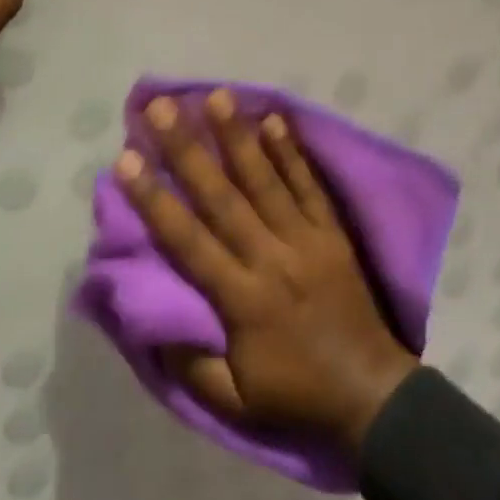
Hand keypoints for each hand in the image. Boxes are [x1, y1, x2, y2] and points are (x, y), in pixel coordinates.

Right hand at [118, 90, 421, 454]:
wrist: (373, 396)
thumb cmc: (296, 396)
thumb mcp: (234, 403)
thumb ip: (190, 365)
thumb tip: (151, 322)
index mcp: (242, 300)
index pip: (189, 240)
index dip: (154, 199)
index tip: (126, 160)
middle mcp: (270, 258)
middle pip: (223, 196)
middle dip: (188, 149)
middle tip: (161, 108)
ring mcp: (306, 240)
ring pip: (266, 180)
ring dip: (238, 136)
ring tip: (216, 96)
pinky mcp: (333, 233)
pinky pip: (310, 186)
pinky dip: (292, 153)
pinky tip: (275, 119)